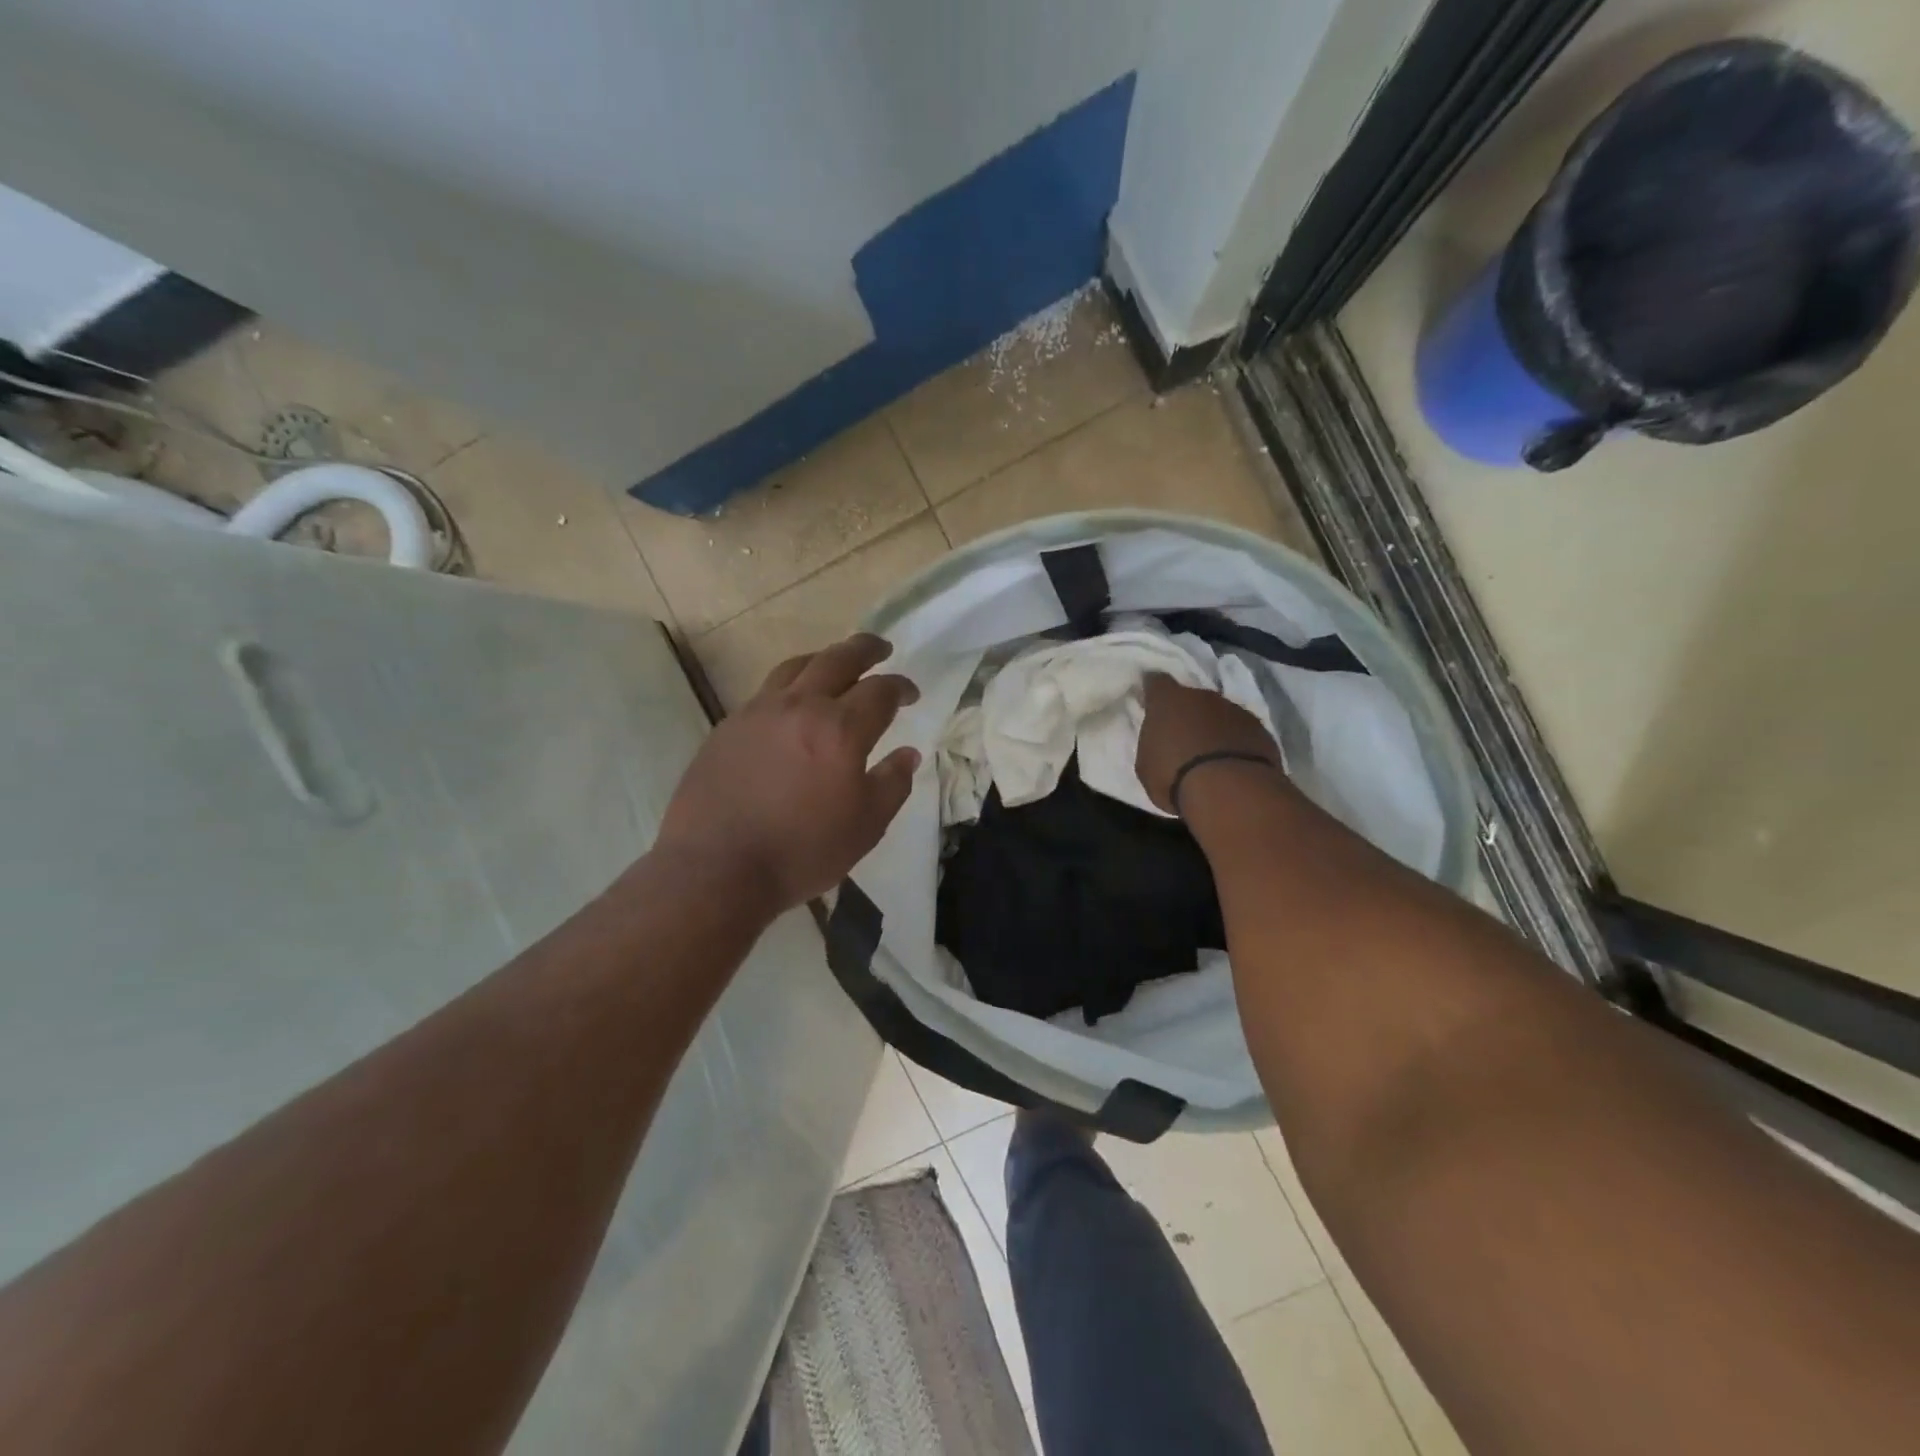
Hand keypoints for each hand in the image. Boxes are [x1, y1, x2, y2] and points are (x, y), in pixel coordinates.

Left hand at [656, 634, 920, 913]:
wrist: (717, 868)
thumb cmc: (802, 851)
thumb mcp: (866, 826)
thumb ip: (892, 784)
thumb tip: (908, 754)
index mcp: (841, 729)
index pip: (880, 691)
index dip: (901, 687)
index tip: (910, 694)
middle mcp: (800, 707)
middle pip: (838, 659)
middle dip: (865, 650)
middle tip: (880, 649)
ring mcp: (758, 712)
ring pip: (797, 667)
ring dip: (824, 658)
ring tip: (835, 664)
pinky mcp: (728, 726)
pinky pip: (766, 691)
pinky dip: (790, 685)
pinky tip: (792, 705)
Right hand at [1136, 673, 1281, 814]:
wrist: (1229, 790)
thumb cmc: (1174, 776)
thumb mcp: (1146, 765)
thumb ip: (1153, 744)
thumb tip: (1160, 741)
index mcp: (1168, 701)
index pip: (1157, 682)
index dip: (1154, 690)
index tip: (1151, 701)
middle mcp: (1203, 696)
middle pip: (1192, 697)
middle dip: (1187, 713)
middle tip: (1182, 738)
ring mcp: (1236, 710)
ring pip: (1220, 714)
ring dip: (1214, 728)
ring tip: (1210, 755)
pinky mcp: (1261, 730)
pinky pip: (1242, 732)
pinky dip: (1237, 742)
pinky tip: (1232, 764)